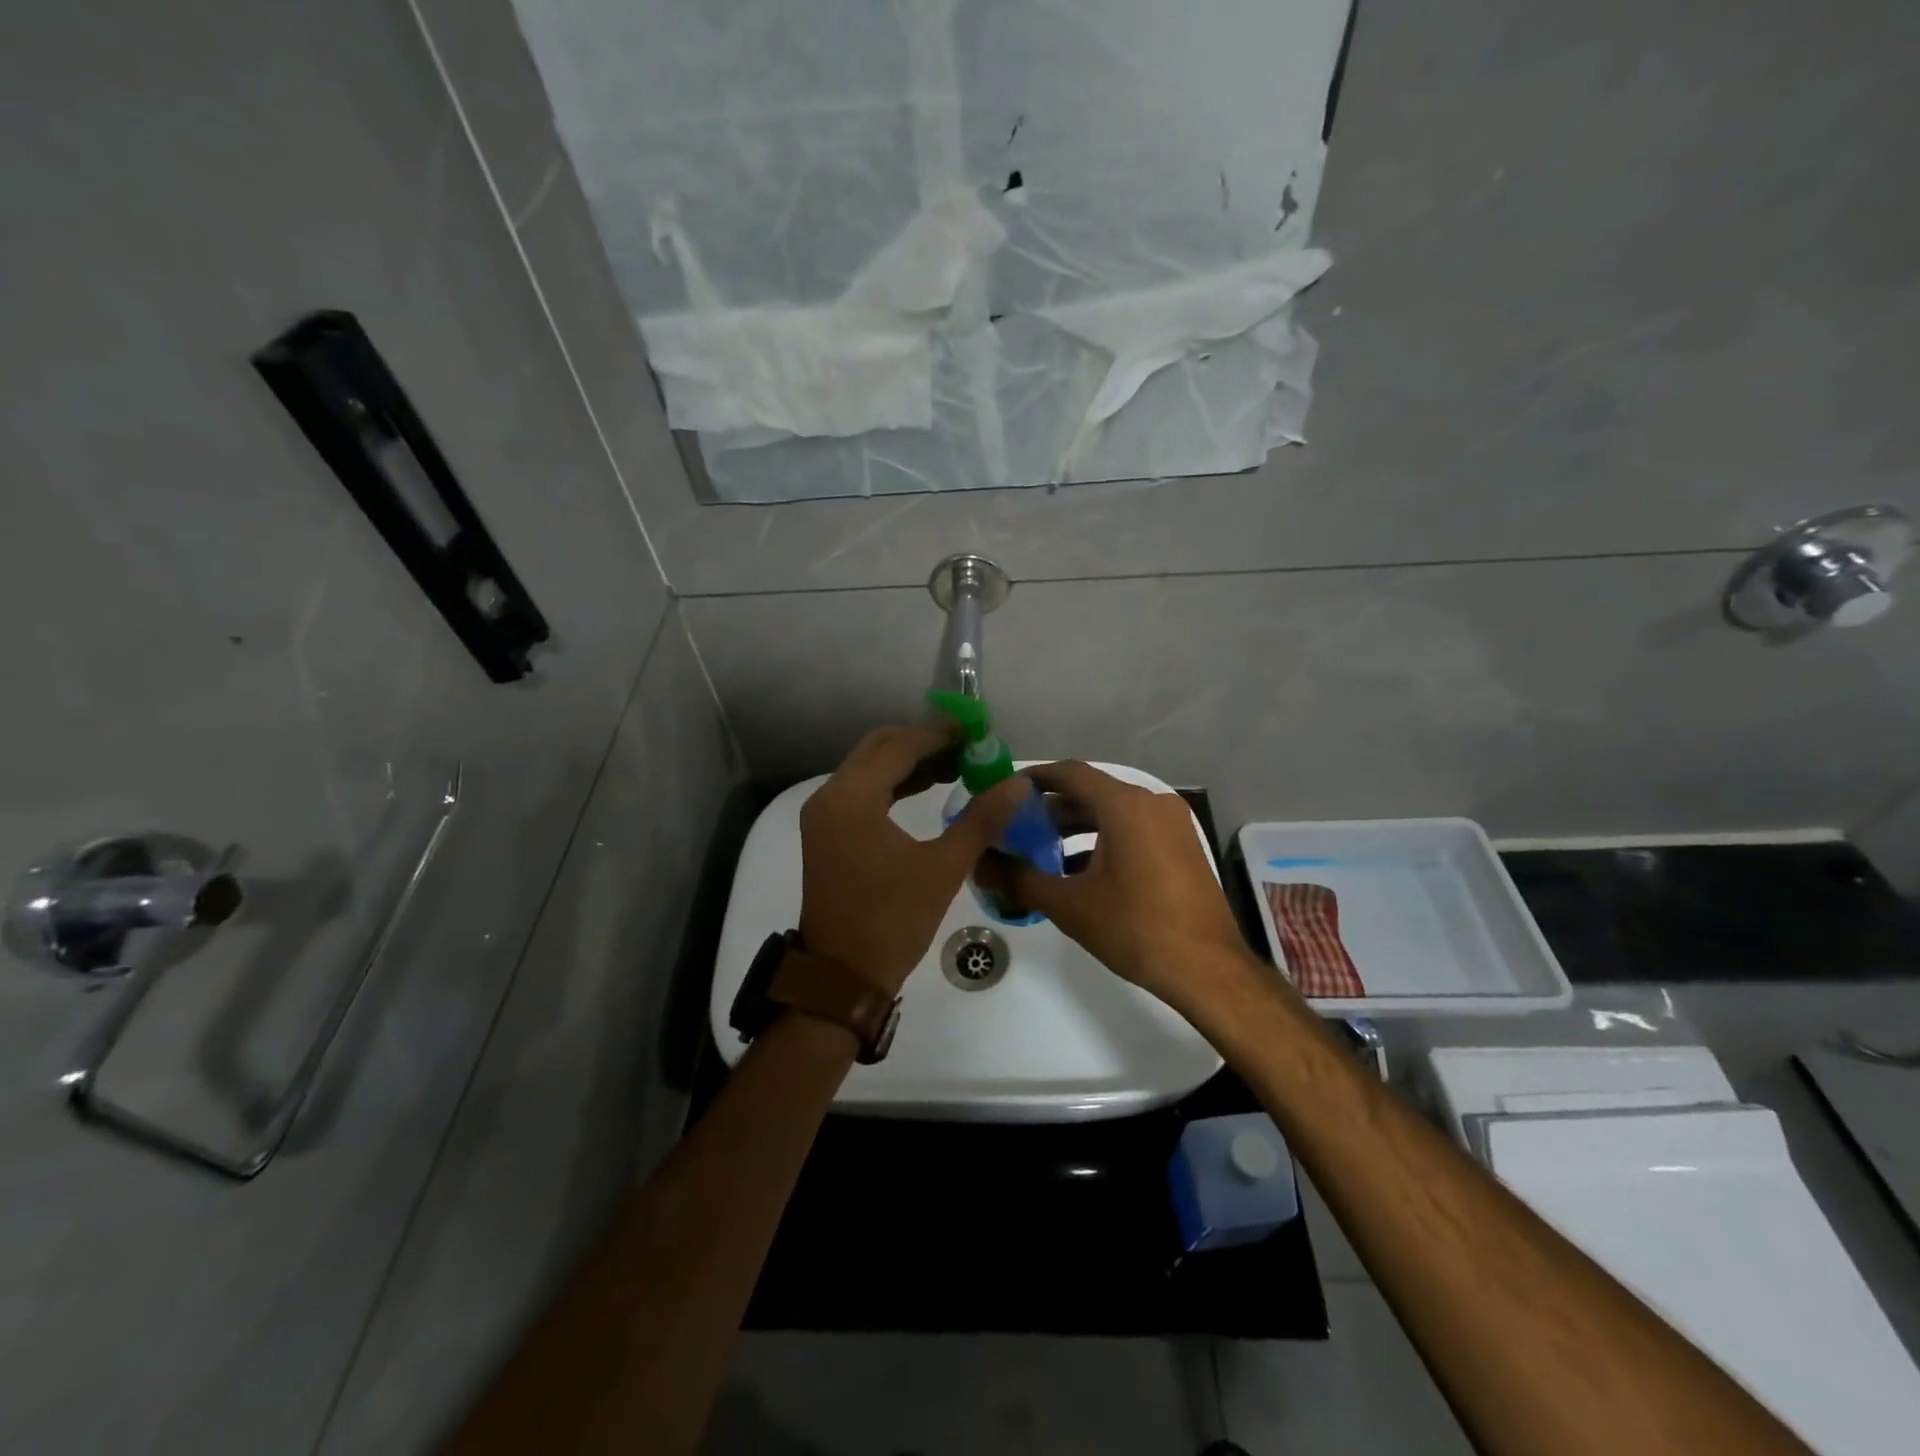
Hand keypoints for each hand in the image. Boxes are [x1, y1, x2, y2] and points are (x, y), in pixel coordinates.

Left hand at [798, 723, 1027, 995]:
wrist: (842, 976)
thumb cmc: (892, 920)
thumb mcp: (943, 868)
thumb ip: (982, 819)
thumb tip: (1018, 782)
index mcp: (852, 799)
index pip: (899, 747)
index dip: (940, 734)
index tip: (977, 730)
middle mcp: (830, 797)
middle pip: (879, 748)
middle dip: (923, 742)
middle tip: (967, 747)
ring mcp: (824, 815)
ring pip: (869, 768)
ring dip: (909, 762)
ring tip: (957, 765)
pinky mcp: (827, 832)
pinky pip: (862, 791)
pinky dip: (893, 784)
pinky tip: (927, 788)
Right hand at [974, 761, 1257, 1011]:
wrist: (1207, 970)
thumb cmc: (1135, 928)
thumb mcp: (1069, 905)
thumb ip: (1019, 879)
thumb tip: (980, 864)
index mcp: (1124, 805)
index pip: (1069, 773)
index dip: (1033, 779)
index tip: (1004, 794)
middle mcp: (1151, 803)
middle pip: (1090, 792)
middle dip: (1050, 809)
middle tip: (1015, 829)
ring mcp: (1171, 824)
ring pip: (1112, 813)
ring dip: (1075, 827)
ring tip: (1041, 852)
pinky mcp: (1181, 845)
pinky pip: (1133, 829)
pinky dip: (1102, 841)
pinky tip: (1078, 871)